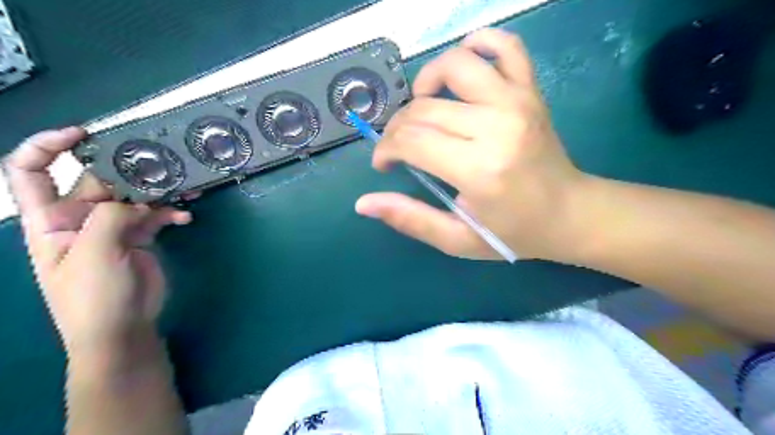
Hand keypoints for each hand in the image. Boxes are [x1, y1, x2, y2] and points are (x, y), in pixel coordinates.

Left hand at [4, 127, 190, 357]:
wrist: (122, 329)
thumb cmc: (92, 297)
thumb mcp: (93, 255)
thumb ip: (110, 218)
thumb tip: (136, 201)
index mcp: (49, 220)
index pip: (30, 172)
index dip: (47, 147)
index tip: (82, 134)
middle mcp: (79, 218)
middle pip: (98, 181)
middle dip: (127, 170)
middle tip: (160, 165)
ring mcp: (112, 228)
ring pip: (134, 197)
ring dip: (159, 192)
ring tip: (185, 188)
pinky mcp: (139, 237)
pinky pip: (156, 216)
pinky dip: (171, 214)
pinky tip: (185, 219)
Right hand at [353, 29, 591, 263]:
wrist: (570, 213)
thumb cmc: (513, 232)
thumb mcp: (457, 239)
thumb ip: (410, 219)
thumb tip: (363, 203)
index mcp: (479, 169)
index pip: (412, 141)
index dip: (386, 150)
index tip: (384, 163)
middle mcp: (497, 127)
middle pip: (425, 109)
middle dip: (398, 127)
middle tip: (400, 148)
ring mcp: (517, 101)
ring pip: (455, 65)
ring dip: (427, 81)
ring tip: (424, 106)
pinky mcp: (531, 91)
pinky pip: (505, 46)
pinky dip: (478, 44)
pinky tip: (463, 67)